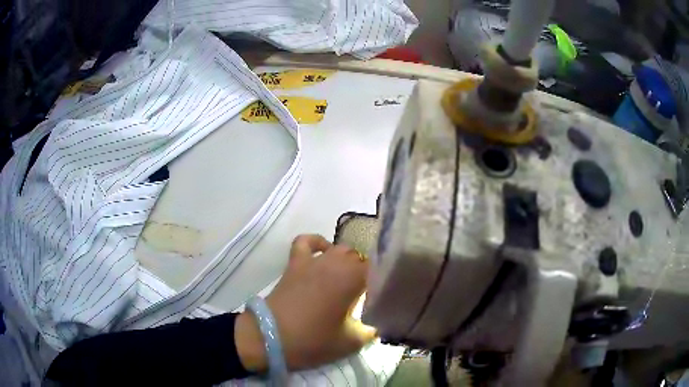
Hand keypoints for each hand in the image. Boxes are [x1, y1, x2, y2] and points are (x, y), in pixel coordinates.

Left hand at [235, 234, 376, 372]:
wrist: (270, 337)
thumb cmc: (312, 340)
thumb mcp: (350, 343)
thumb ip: (370, 331)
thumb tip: (377, 324)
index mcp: (353, 279)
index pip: (379, 269)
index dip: (384, 281)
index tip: (383, 297)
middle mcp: (336, 263)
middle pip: (360, 259)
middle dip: (366, 275)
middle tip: (365, 296)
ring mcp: (313, 260)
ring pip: (339, 249)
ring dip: (347, 262)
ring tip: (347, 280)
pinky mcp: (295, 262)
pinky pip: (306, 241)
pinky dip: (317, 243)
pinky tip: (322, 252)